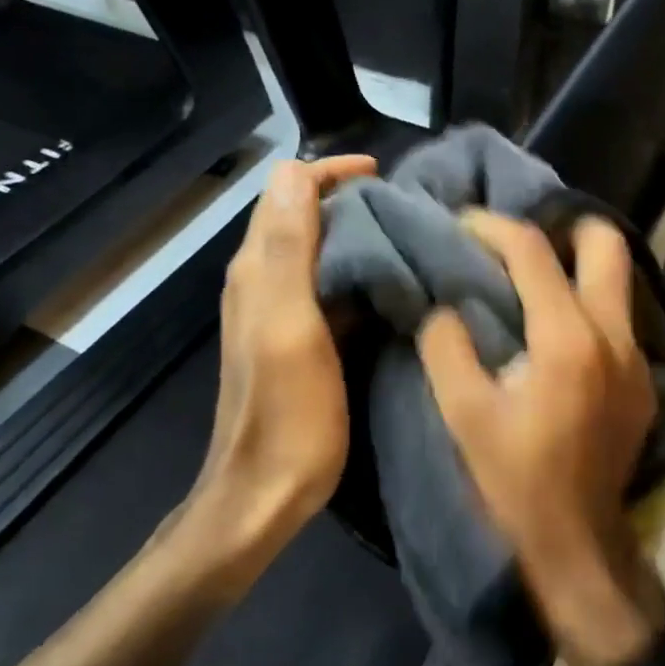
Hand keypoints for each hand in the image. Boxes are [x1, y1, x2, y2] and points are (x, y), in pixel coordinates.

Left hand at [195, 154, 375, 563]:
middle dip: (348, 197)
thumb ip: (286, 248)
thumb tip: (293, 171)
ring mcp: (277, 310)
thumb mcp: (288, 326)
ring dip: (355, 231)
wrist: (264, 493)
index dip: (331, 172)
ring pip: (316, 246)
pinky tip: (391, 283)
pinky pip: (327, 283)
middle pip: (300, 213)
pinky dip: (357, 269)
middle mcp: (261, 279)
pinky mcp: (296, 336)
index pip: (287, 188)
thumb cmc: (286, 413)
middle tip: (405, 205)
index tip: (384, 177)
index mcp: (258, 269)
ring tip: (407, 234)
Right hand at [417, 212, 664, 665]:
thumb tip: (445, 305)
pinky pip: (618, 316)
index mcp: (567, 339)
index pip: (533, 251)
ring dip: (575, 265)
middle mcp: (614, 334)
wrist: (578, 546)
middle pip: (605, 242)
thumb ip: (446, 345)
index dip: (492, 227)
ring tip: (531, 281)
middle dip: (560, 228)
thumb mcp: (462, 414)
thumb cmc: (514, 481)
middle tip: (516, 246)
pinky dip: (586, 304)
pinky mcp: (644, 379)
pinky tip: (554, 331)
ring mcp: (638, 356)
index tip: (463, 224)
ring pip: (617, 278)